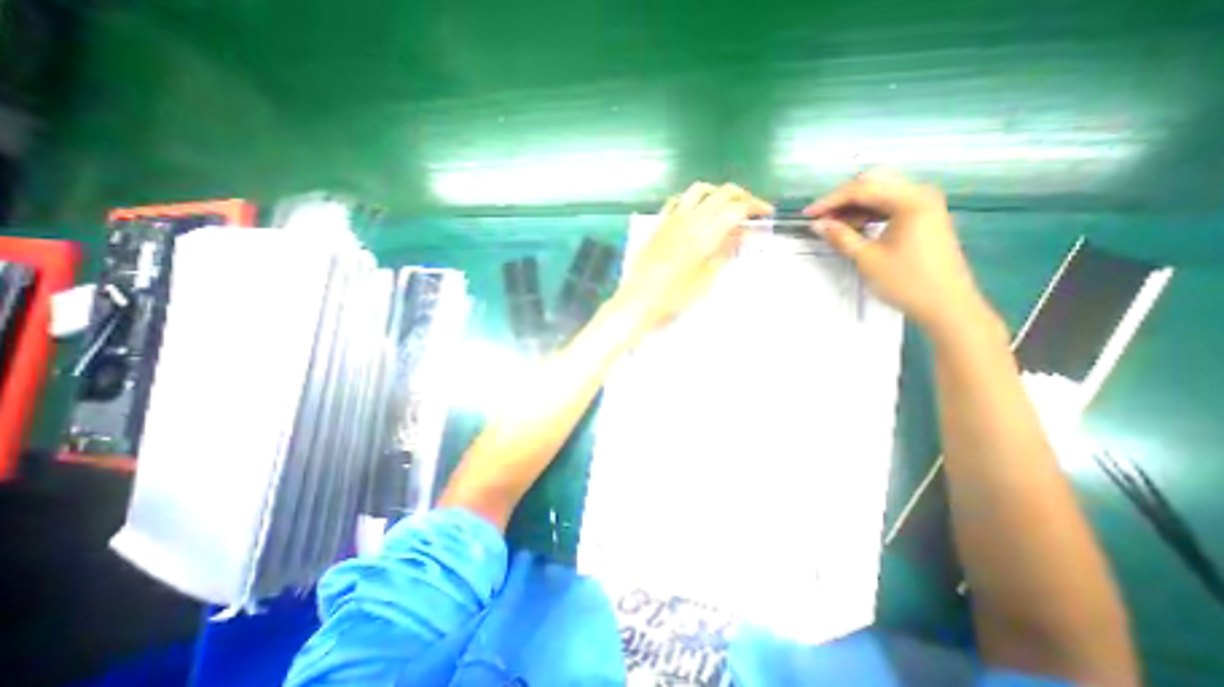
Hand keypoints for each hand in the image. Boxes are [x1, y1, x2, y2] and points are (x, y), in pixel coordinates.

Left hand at [617, 179, 766, 332]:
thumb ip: (723, 254)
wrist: (639, 297)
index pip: (737, 208)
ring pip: (699, 190)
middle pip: (722, 193)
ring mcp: (672, 219)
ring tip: (724, 207)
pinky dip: (691, 199)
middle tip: (750, 210)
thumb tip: (740, 236)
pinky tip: (694, 211)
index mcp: (705, 235)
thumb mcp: (705, 280)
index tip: (765, 215)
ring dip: (716, 193)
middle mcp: (690, 220)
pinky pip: (676, 200)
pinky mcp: (659, 224)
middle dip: (742, 196)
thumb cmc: (674, 295)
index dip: (755, 207)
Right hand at [804, 169, 992, 335]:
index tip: (807, 214)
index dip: (830, 201)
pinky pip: (890, 205)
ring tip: (833, 225)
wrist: (945, 304)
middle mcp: (920, 194)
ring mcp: (924, 205)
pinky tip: (854, 226)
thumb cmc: (906, 281)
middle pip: (873, 185)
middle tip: (821, 218)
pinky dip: (869, 213)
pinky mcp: (923, 217)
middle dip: (842, 199)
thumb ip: (840, 237)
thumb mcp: (867, 258)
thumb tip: (818, 224)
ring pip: (881, 194)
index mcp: (910, 200)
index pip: (862, 189)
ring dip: (854, 206)